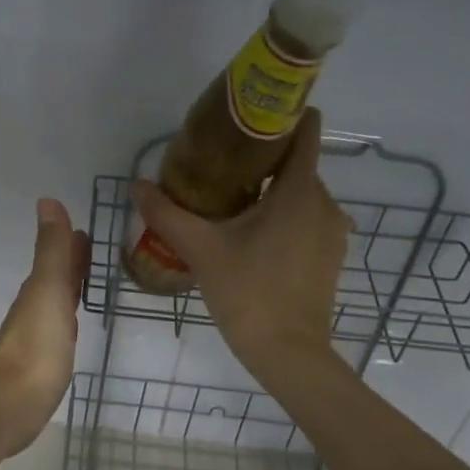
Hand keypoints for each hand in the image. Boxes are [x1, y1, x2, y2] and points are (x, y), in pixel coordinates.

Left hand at [0, 197, 90, 456]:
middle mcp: (35, 309)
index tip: (86, 230)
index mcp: (38, 290)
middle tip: (91, 249)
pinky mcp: (44, 363)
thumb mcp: (48, 291)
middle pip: (55, 279)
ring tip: (87, 281)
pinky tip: (72, 326)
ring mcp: (38, 337)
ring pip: (57, 303)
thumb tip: (47, 200)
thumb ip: (51, 250)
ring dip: (69, 288)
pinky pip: (59, 330)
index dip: (70, 244)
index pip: (56, 259)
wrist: (13, 404)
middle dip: (71, 263)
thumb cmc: (36, 346)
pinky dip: (68, 318)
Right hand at [130, 111, 348, 382]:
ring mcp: (332, 232)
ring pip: (301, 195)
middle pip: (297, 164)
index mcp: (298, 191)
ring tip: (233, 201)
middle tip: (221, 166)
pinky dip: (284, 217)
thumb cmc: (248, 292)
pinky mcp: (331, 256)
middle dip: (264, 160)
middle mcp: (324, 204)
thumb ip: (167, 214)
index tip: (248, 120)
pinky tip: (253, 236)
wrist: (288, 353)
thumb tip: (137, 185)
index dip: (281, 117)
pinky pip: (307, 220)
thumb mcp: (201, 249)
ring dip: (273, 192)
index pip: (305, 132)